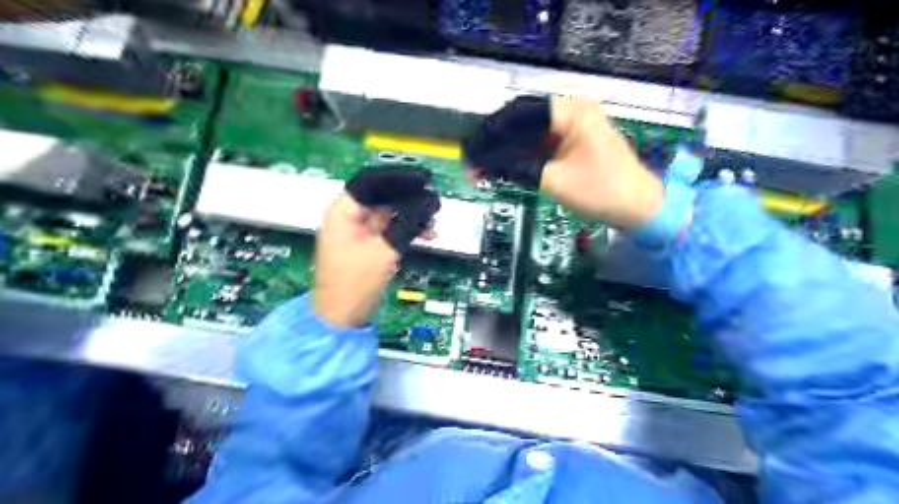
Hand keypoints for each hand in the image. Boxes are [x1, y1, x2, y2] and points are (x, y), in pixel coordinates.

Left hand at [314, 168, 441, 328]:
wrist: (341, 317)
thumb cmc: (354, 284)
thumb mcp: (385, 250)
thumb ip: (406, 223)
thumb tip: (426, 203)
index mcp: (343, 211)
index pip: (373, 182)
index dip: (400, 180)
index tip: (425, 181)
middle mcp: (348, 216)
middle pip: (383, 197)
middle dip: (410, 200)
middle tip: (434, 204)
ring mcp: (356, 231)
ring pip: (389, 213)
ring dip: (411, 216)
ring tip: (433, 222)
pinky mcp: (366, 244)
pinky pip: (389, 229)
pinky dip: (405, 230)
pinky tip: (425, 233)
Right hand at [467, 94, 662, 230]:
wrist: (638, 207)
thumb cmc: (602, 191)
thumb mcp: (554, 180)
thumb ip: (517, 168)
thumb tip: (486, 163)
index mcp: (572, 112)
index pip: (523, 110)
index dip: (495, 127)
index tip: (476, 143)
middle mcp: (574, 113)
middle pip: (526, 121)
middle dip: (500, 141)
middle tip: (478, 158)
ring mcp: (576, 128)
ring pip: (532, 134)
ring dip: (511, 151)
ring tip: (487, 166)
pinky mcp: (576, 143)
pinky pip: (543, 145)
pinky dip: (526, 157)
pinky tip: (508, 168)